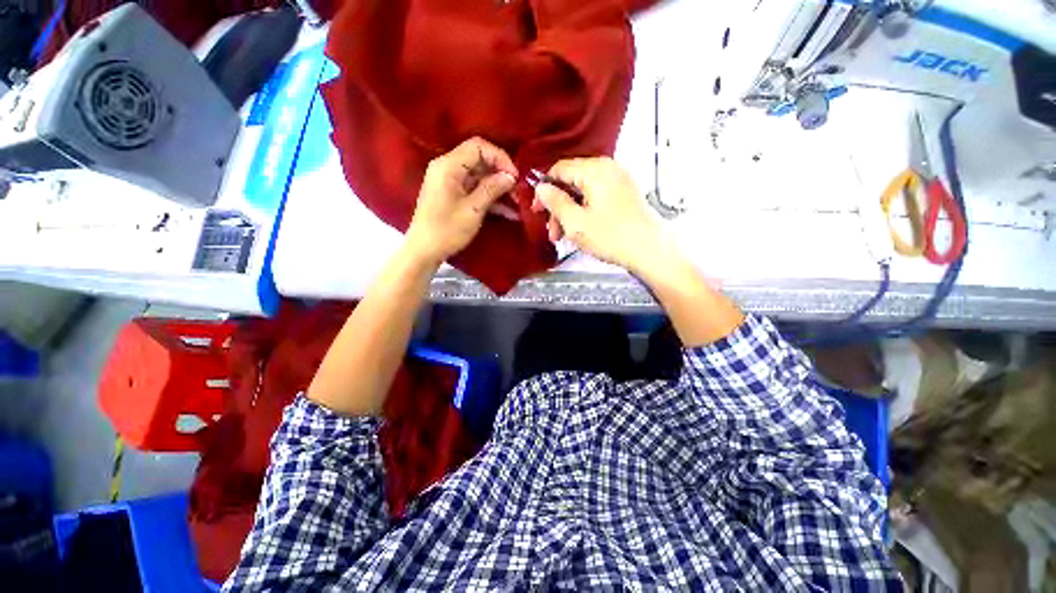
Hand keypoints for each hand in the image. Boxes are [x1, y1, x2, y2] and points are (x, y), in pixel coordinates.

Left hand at [406, 137, 518, 265]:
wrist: (425, 251)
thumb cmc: (447, 230)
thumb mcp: (473, 209)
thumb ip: (492, 189)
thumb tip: (510, 176)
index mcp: (448, 166)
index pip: (478, 147)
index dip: (500, 158)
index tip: (514, 177)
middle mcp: (448, 168)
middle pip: (480, 161)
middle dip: (501, 175)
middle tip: (518, 192)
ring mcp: (450, 182)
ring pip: (480, 177)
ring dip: (499, 188)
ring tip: (517, 204)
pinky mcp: (454, 195)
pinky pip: (475, 189)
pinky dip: (491, 198)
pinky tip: (508, 211)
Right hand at [532, 158, 670, 274]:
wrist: (650, 250)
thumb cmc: (611, 237)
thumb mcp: (575, 222)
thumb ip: (555, 202)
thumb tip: (541, 187)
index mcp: (595, 170)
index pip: (559, 169)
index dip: (544, 189)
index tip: (537, 210)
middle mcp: (608, 168)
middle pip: (571, 181)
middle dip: (558, 206)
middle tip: (553, 232)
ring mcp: (618, 180)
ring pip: (583, 191)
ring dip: (570, 212)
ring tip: (565, 236)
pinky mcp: (624, 193)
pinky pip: (596, 197)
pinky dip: (585, 211)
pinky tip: (581, 229)